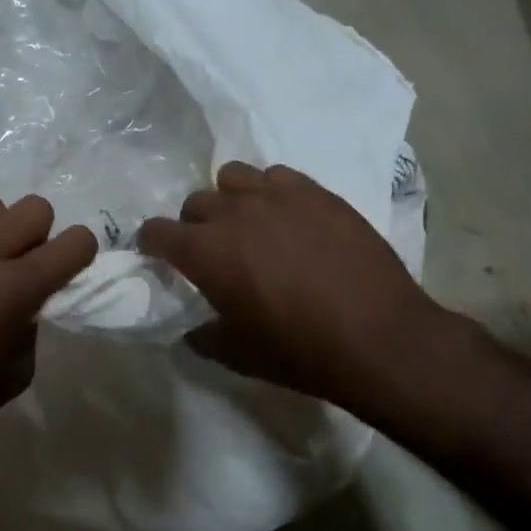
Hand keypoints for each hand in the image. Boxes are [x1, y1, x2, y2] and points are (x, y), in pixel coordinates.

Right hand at [139, 161, 451, 416]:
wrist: (377, 337)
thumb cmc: (298, 350)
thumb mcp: (236, 354)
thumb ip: (202, 335)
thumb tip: (192, 328)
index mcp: (205, 251)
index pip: (156, 231)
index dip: (153, 244)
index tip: (160, 256)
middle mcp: (234, 212)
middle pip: (195, 202)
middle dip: (194, 224)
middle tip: (212, 249)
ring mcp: (278, 196)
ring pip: (234, 177)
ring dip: (231, 199)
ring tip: (249, 224)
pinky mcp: (317, 192)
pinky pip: (278, 175)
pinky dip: (272, 192)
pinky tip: (289, 218)